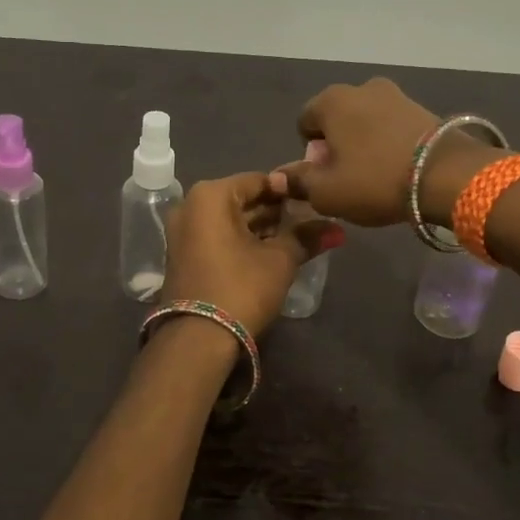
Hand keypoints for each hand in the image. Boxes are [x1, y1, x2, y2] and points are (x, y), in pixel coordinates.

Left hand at [161, 173, 342, 335]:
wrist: (198, 339)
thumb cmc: (241, 288)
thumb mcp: (280, 260)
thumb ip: (306, 237)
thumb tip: (336, 230)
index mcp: (211, 196)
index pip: (259, 180)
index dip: (289, 190)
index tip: (314, 202)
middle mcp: (191, 206)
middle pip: (243, 199)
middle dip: (276, 211)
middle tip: (310, 221)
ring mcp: (183, 231)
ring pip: (231, 220)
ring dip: (262, 228)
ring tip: (297, 238)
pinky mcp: (184, 255)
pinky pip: (219, 236)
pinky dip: (243, 240)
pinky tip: (271, 252)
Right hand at [271, 78, 494, 228]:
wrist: (445, 175)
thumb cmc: (374, 180)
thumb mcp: (326, 192)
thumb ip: (298, 182)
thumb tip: (279, 176)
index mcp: (331, 101)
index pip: (304, 122)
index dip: (310, 152)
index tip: (325, 175)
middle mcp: (361, 88)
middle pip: (336, 119)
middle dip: (337, 144)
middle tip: (348, 177)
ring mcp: (395, 94)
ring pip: (365, 121)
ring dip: (364, 142)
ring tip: (376, 173)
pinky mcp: (421, 107)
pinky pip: (391, 125)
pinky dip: (388, 141)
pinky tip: (397, 166)